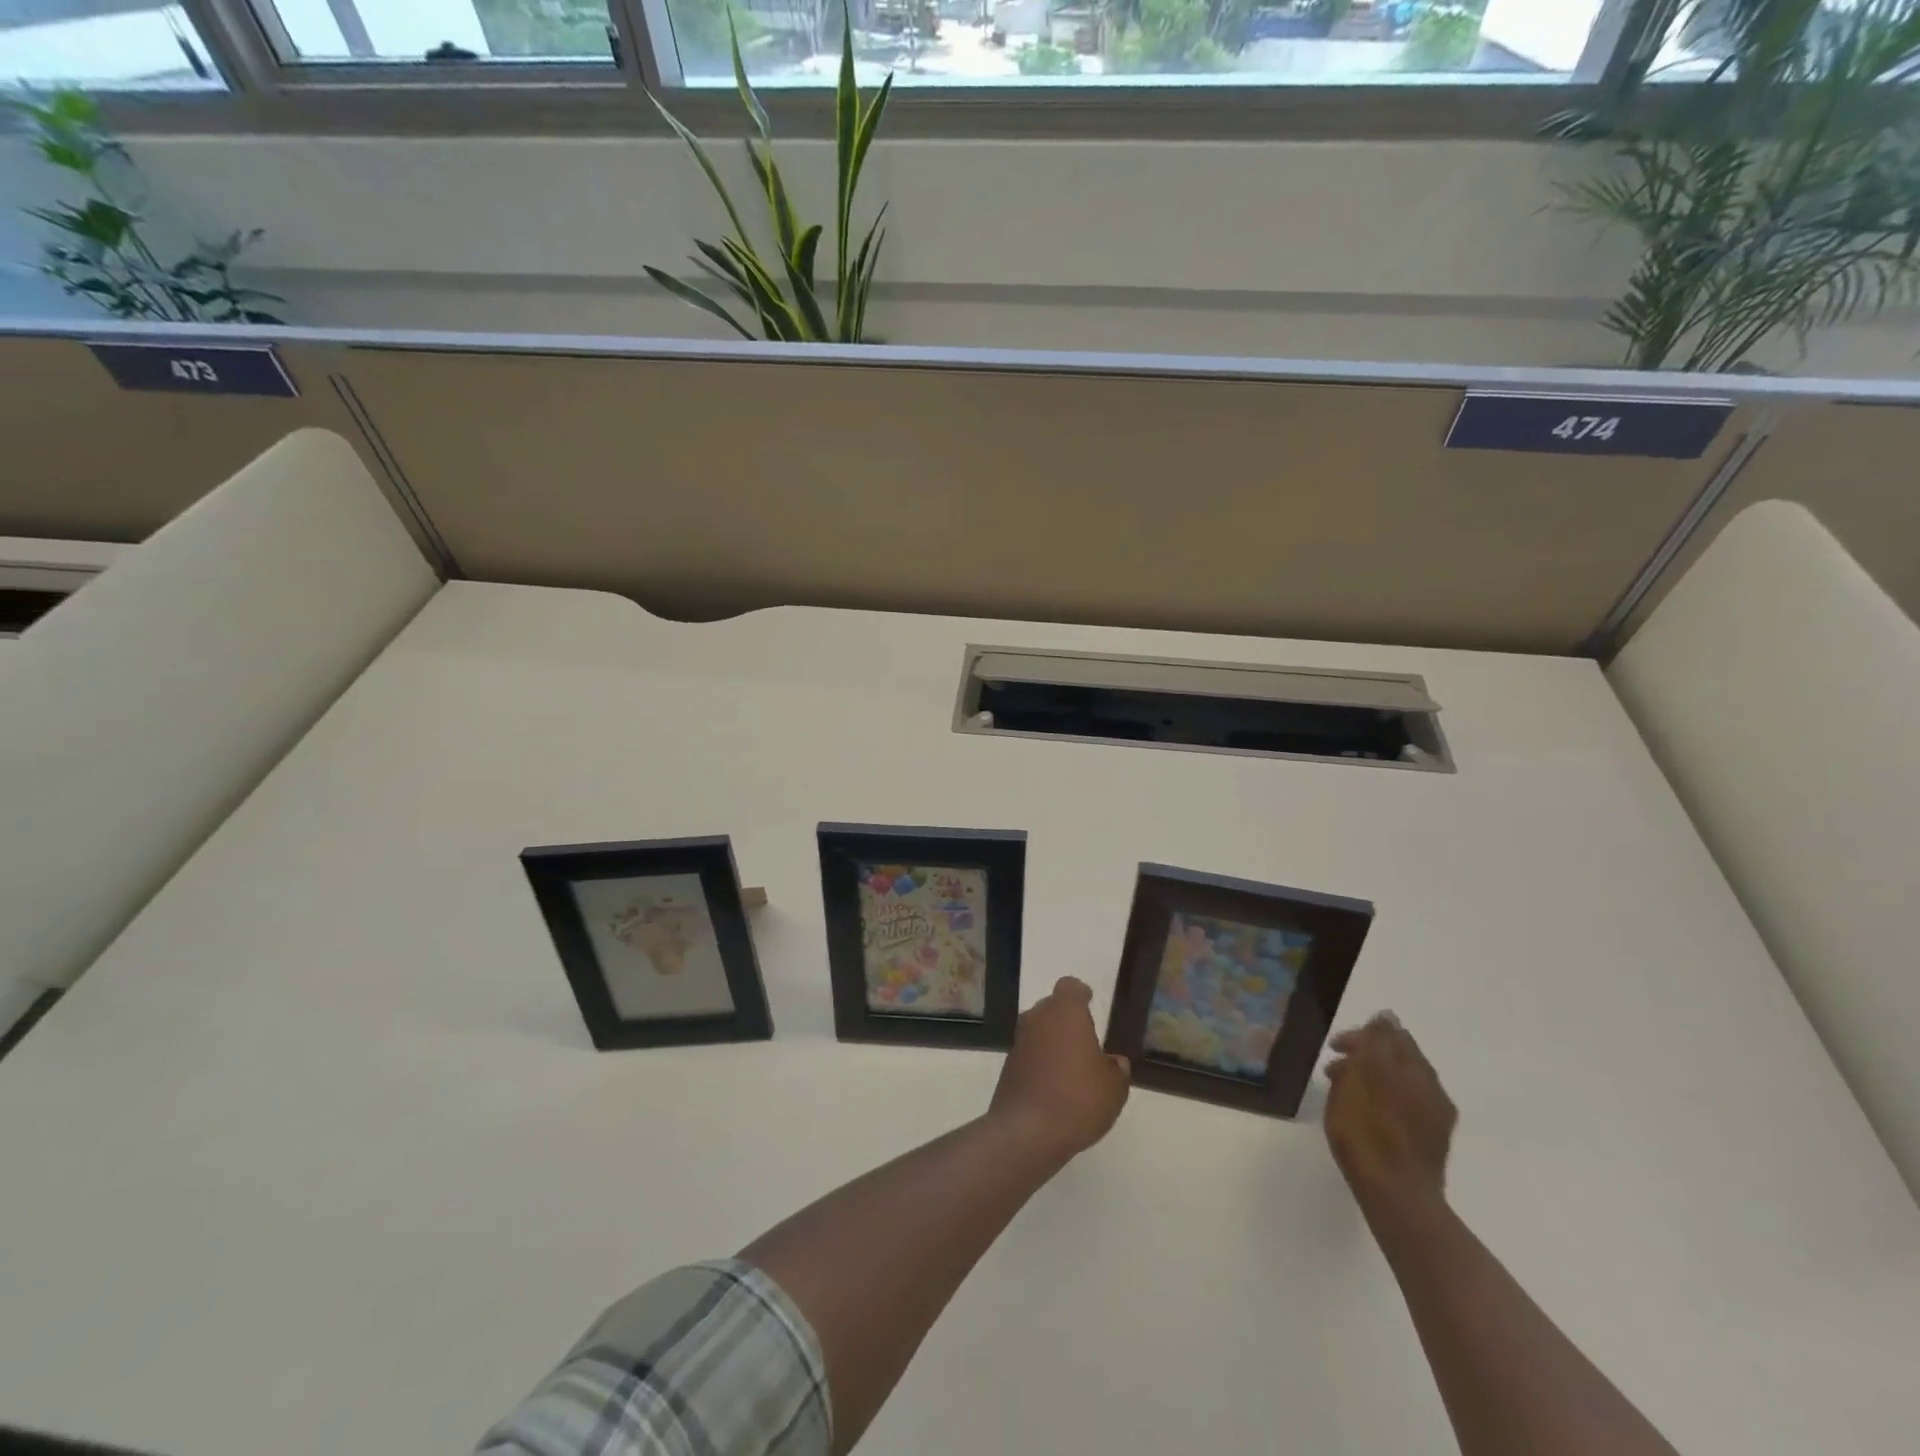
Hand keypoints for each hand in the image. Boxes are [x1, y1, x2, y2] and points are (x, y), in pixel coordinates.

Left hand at [988, 976, 1131, 1163]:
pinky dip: (1041, 1063)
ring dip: (1052, 1042)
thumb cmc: (1078, 1098)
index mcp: (1065, 1012)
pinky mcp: (1008, 1066)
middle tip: (1085, 1040)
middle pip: (1051, 1007)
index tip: (1090, 1002)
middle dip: (1066, 1019)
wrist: (1027, 1131)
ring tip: (1073, 1067)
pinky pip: (1029, 1055)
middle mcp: (1038, 1018)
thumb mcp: (1113, 1088)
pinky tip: (1055, 1087)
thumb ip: (1117, 1070)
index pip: (1070, 987)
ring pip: (1038, 1031)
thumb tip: (1114, 1063)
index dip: (1081, 994)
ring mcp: (1019, 1042)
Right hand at [1324, 1012, 1455, 1214]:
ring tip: (1347, 1094)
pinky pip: (1408, 1105)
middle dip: (1367, 1057)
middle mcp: (1431, 1086)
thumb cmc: (1367, 1132)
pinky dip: (1386, 1099)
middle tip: (1336, 1070)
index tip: (1334, 1048)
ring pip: (1402, 1081)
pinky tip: (1370, 1116)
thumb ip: (1375, 1044)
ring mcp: (1436, 1116)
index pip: (1390, 1034)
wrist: (1397, 1196)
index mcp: (1414, 1068)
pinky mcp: (1433, 1140)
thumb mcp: (1361, 1078)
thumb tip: (1387, 1016)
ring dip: (1374, 1079)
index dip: (1361, 1036)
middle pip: (1398, 1057)